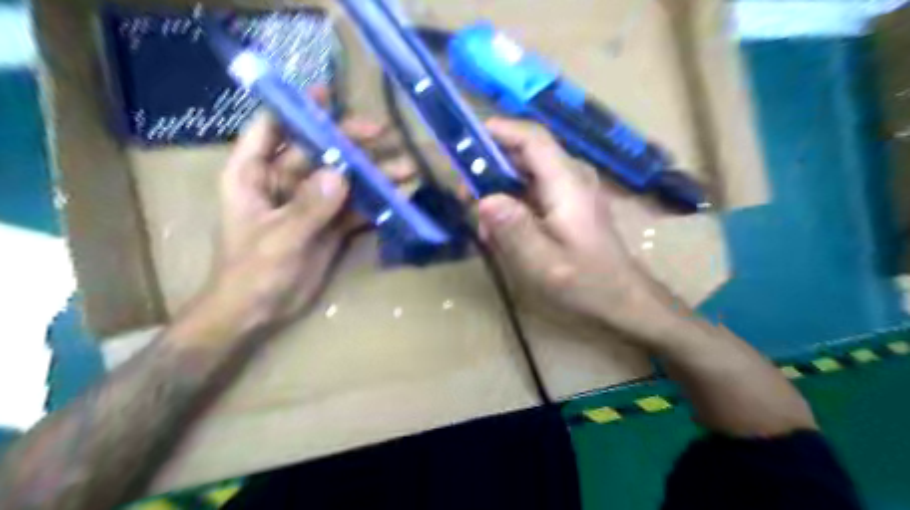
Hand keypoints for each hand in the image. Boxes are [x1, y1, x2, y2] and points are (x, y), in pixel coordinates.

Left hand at [209, 104, 413, 332]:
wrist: (257, 313)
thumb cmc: (252, 273)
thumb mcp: (278, 239)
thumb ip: (308, 208)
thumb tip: (341, 175)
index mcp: (254, 175)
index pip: (272, 128)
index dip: (297, 108)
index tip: (328, 95)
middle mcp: (283, 183)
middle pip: (318, 151)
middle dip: (350, 142)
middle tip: (384, 133)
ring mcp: (310, 204)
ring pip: (343, 179)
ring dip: (372, 174)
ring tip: (406, 167)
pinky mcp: (328, 225)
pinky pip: (354, 207)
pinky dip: (374, 203)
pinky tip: (398, 197)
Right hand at [478, 120, 673, 337]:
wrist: (621, 299)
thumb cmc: (587, 283)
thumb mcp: (546, 263)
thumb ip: (516, 230)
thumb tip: (484, 200)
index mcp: (567, 183)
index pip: (533, 139)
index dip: (500, 131)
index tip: (465, 139)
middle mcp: (571, 178)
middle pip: (526, 153)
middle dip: (491, 166)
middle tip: (465, 196)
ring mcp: (571, 190)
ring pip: (526, 173)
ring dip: (498, 188)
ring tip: (481, 221)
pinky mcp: (567, 204)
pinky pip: (533, 191)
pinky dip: (511, 203)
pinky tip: (500, 231)